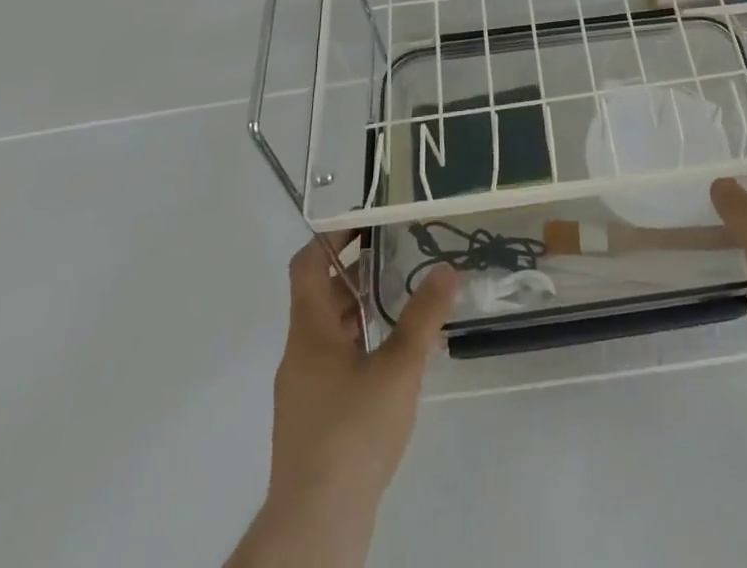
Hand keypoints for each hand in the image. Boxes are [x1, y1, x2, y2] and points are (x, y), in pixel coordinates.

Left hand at [239, 235, 457, 564]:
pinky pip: (335, 362)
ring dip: (360, 307)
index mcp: (310, 331)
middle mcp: (300, 353)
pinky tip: (394, 356)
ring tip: (402, 294)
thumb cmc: (352, 433)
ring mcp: (304, 389)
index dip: (332, 237)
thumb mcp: (398, 369)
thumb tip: (446, 269)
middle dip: (356, 270)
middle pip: (321, 295)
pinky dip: (360, 343)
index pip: (308, 265)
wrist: (315, 526)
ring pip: (329, 331)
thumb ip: (423, 317)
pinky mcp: (314, 418)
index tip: (366, 220)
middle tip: (397, 250)